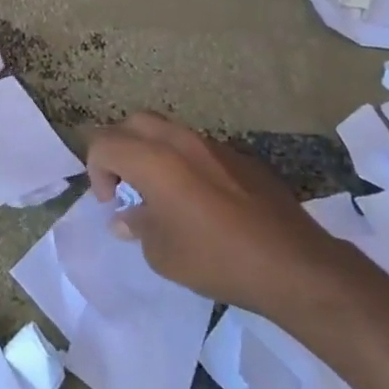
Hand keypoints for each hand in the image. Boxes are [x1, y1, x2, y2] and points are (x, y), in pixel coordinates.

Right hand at [85, 113, 347, 311]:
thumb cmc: (215, 258)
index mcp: (153, 159)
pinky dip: (184, 163)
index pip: (104, 143)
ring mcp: (214, 145)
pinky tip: (199, 199)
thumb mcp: (161, 252)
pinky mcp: (241, 158)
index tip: (111, 203)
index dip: (96, 171)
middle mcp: (180, 141)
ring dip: (152, 152)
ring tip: (160, 191)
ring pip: (168, 130)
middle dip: (120, 149)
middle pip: (133, 123)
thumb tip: (127, 217)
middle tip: (126, 186)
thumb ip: (137, 226)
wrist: (292, 264)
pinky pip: (199, 148)